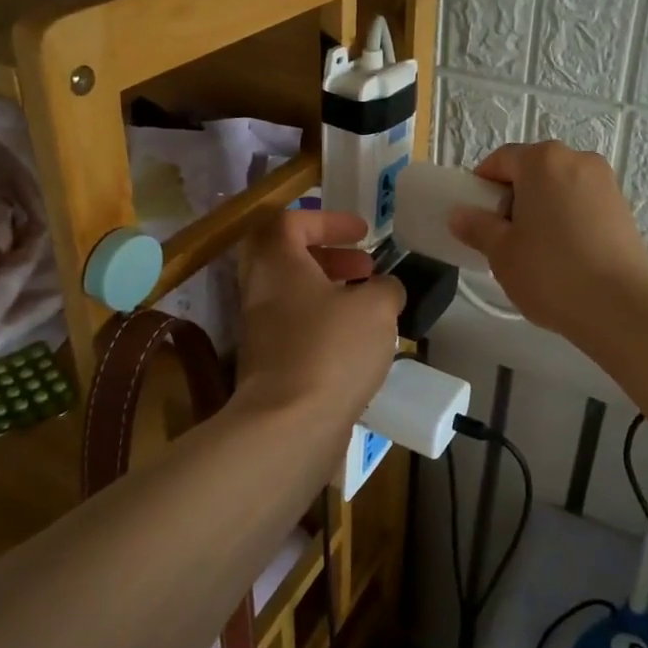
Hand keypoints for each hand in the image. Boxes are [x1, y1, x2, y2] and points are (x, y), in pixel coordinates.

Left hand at [235, 209, 403, 425]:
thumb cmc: (331, 350)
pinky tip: (359, 345)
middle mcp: (261, 292)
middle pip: (288, 258)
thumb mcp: (377, 308)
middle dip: (330, 257)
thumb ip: (386, 288)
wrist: (289, 426)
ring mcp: (261, 331)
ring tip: (370, 307)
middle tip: (365, 267)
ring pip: (294, 296)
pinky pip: (297, 330)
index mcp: (278, 264)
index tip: (362, 233)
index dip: (328, 220)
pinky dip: (326, 326)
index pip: (290, 222)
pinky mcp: (269, 366)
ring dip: (330, 292)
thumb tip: (385, 290)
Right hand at [447, 141, 647, 338]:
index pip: (501, 160)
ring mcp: (606, 183)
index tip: (475, 217)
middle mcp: (578, 159)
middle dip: (514, 197)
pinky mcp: (624, 209)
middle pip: (533, 170)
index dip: (482, 185)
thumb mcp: (502, 252)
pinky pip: (582, 204)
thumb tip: (459, 214)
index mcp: (543, 160)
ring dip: (542, 208)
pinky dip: (567, 219)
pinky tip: (564, 256)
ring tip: (535, 250)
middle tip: (503, 236)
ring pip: (560, 187)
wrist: (622, 308)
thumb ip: (477, 226)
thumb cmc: (551, 272)